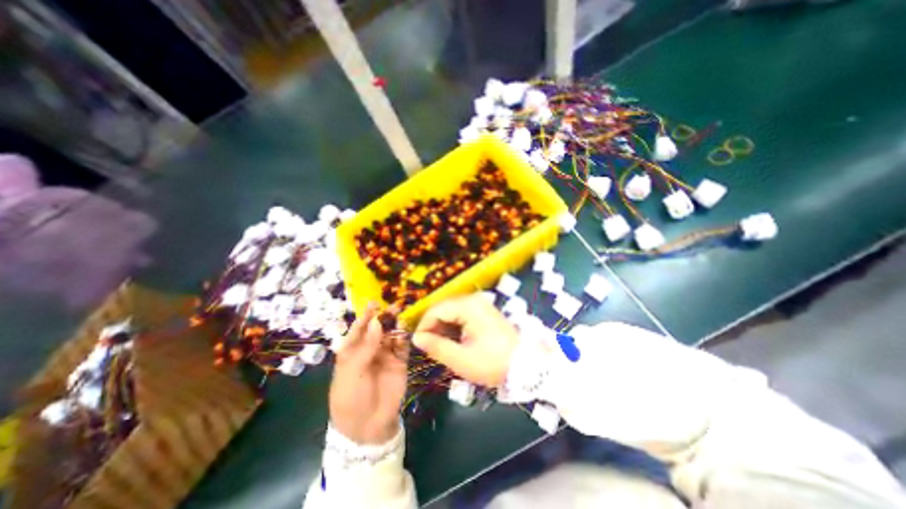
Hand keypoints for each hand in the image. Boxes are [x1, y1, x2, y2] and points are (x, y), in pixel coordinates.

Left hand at [330, 302, 406, 445]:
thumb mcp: (353, 371)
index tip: (374, 304)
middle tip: (394, 306)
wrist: (368, 426)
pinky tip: (406, 329)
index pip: (360, 328)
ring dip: (396, 324)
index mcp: (353, 350)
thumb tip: (376, 322)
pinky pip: (403, 346)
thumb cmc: (351, 397)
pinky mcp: (400, 361)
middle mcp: (370, 349)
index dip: (366, 316)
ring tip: (402, 314)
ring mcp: (386, 354)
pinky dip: (404, 336)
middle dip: (385, 317)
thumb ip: (367, 346)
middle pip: (378, 328)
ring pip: (391, 334)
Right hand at [412, 294, 515, 385]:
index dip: (424, 326)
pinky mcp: (484, 311)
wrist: (526, 365)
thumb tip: (417, 338)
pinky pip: (462, 314)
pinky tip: (453, 341)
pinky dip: (454, 326)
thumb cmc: (492, 362)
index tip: (418, 344)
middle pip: (443, 308)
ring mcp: (480, 304)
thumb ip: (436, 346)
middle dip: (433, 326)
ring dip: (443, 327)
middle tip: (429, 347)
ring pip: (452, 311)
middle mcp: (474, 300)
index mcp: (468, 306)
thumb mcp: (461, 359)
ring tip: (440, 346)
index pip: (436, 309)